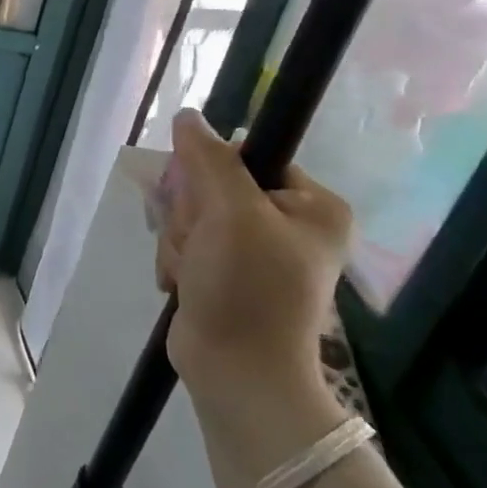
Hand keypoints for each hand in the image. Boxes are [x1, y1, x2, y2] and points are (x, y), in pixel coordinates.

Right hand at [155, 110, 352, 403]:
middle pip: (210, 185)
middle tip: (200, 244)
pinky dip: (176, 261)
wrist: (236, 371)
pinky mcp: (222, 272)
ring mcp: (252, 250)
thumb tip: (187, 117)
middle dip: (190, 214)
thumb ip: (209, 160)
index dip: (211, 171)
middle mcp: (286, 223)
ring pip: (189, 215)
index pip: (246, 155)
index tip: (203, 200)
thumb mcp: (231, 213)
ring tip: (192, 272)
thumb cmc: (248, 288)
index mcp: (310, 204)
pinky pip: (184, 242)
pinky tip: (184, 283)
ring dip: (179, 240)